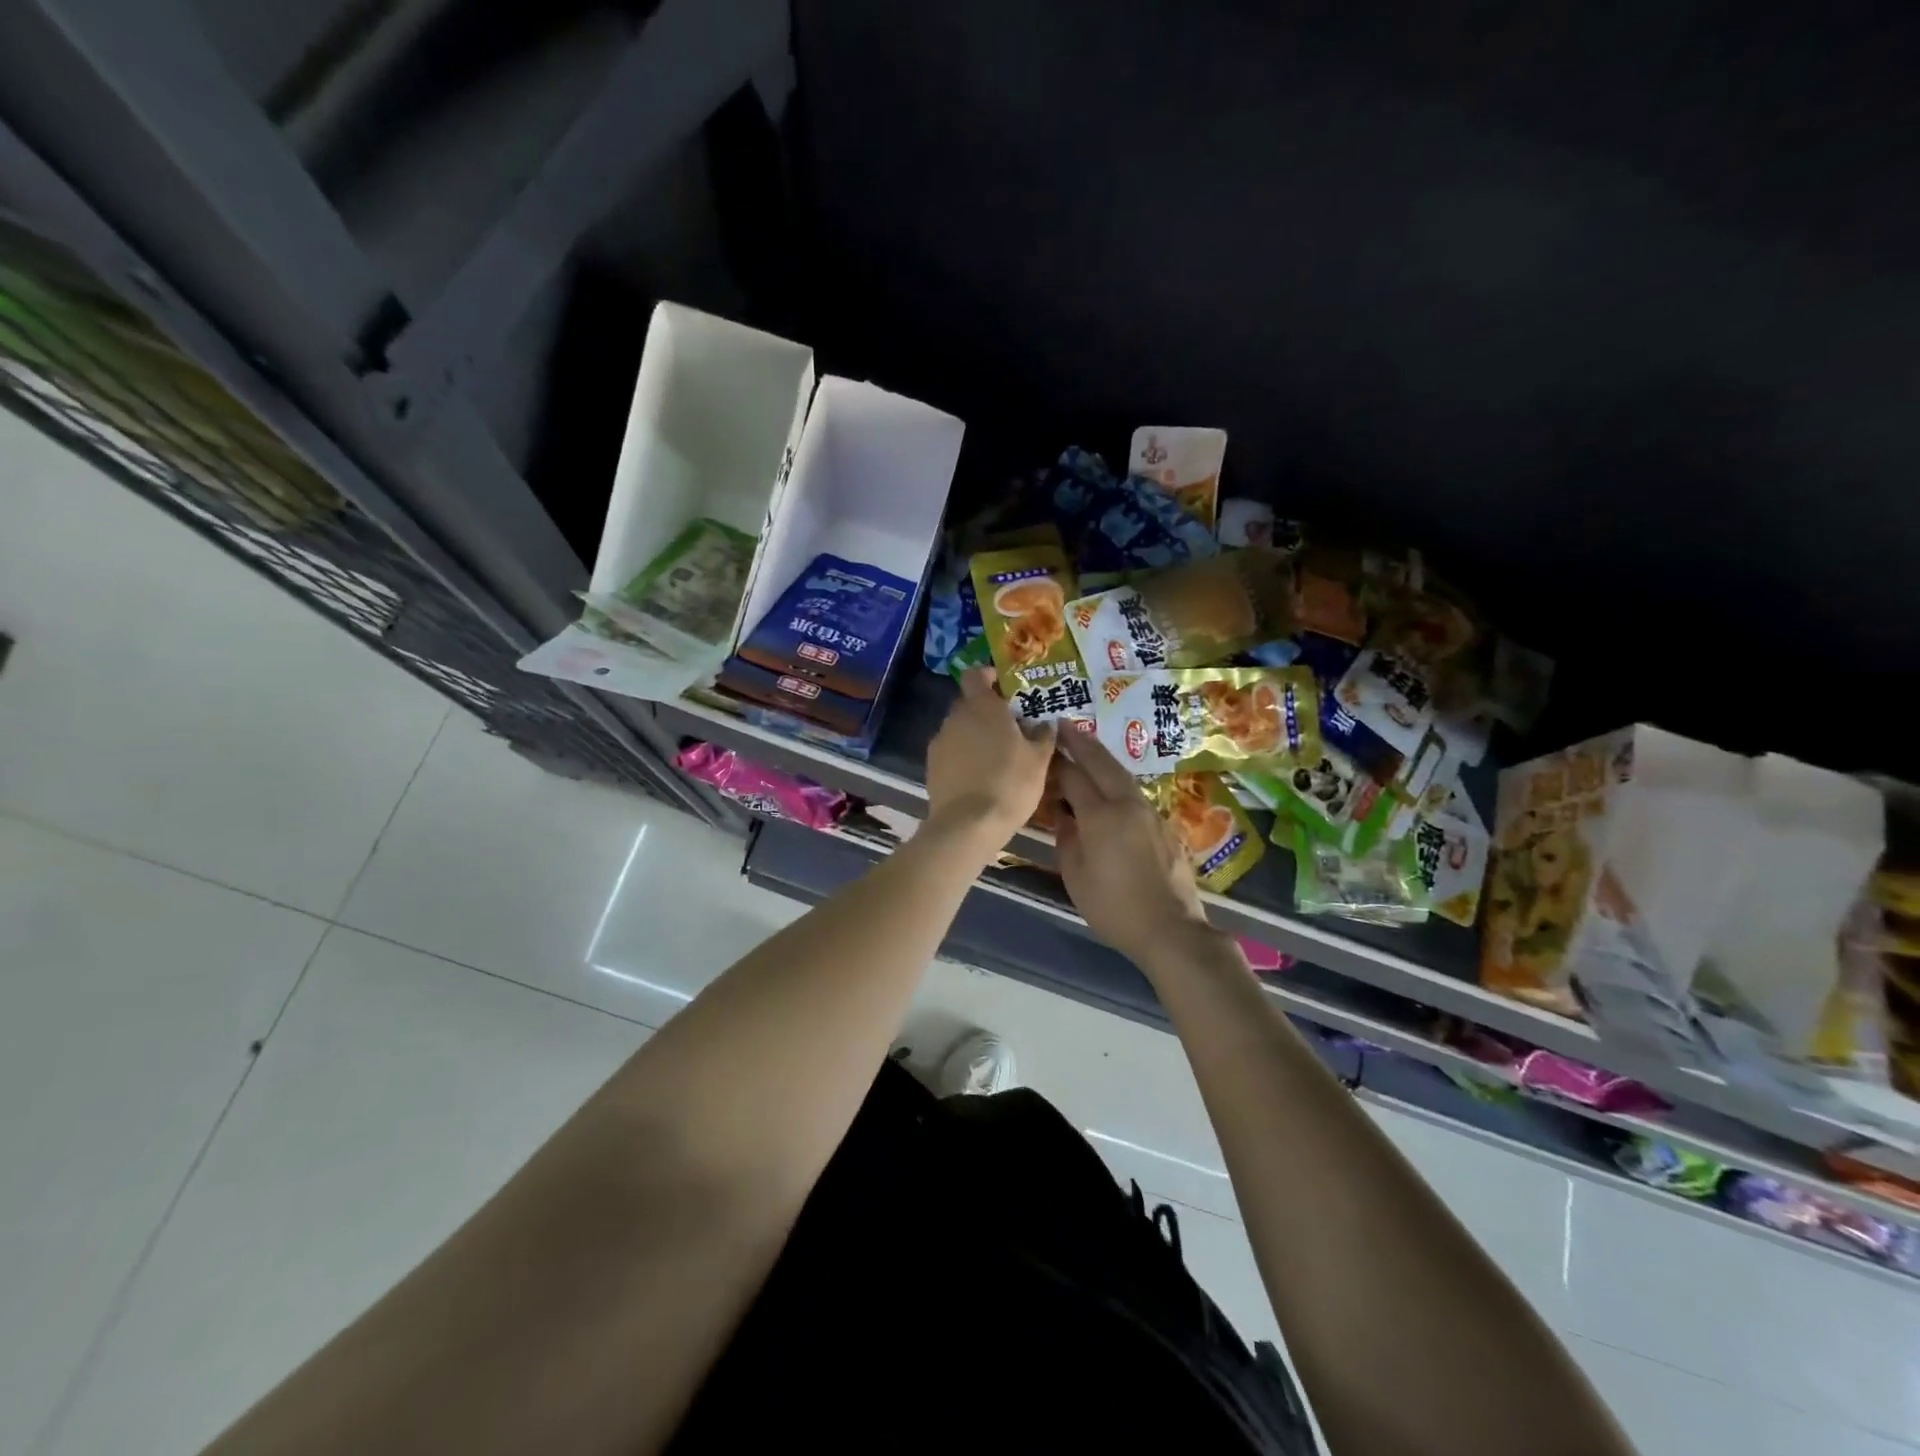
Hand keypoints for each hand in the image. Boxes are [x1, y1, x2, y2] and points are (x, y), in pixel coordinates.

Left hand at [925, 668, 1057, 848]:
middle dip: (987, 711)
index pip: (975, 675)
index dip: (988, 676)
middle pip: (969, 703)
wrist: (968, 825)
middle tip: (1010, 728)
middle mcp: (955, 717)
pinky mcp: (931, 766)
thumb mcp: (1039, 760)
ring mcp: (940, 742)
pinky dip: (963, 756)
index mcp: (982, 707)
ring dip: (975, 735)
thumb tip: (1046, 723)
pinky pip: (951, 751)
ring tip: (996, 756)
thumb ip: (1043, 735)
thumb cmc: (1010, 784)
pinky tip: (979, 776)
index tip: (1005, 687)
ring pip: (959, 729)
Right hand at [1053, 730, 1212, 965]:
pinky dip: (1117, 779)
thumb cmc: (1114, 908)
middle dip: (1081, 742)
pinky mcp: (1164, 825)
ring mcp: (1150, 812)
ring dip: (1101, 757)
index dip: (1055, 762)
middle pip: (1101, 763)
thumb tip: (1064, 815)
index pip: (1073, 776)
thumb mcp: (1076, 876)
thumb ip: (1067, 838)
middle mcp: (1127, 804)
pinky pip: (1135, 792)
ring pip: (1122, 774)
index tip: (1041, 748)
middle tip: (1063, 724)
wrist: (1171, 929)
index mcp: (1101, 816)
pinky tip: (1110, 784)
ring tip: (1085, 744)